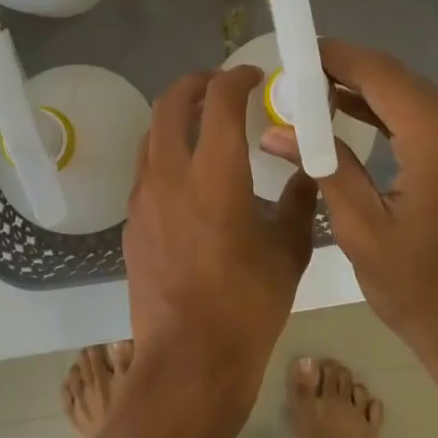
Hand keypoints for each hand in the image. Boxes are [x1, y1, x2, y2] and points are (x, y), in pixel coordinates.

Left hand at [125, 66, 317, 402]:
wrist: (189, 360)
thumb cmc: (248, 305)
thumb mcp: (288, 250)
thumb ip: (299, 200)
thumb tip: (305, 171)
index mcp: (215, 174)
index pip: (219, 100)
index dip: (238, 78)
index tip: (255, 77)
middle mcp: (170, 174)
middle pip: (169, 104)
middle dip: (196, 84)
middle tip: (221, 86)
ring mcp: (143, 199)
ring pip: (151, 135)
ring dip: (175, 118)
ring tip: (203, 126)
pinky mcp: (132, 223)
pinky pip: (146, 171)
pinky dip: (166, 154)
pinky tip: (189, 178)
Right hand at [263, 41, 437, 437]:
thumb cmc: (419, 292)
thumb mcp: (361, 229)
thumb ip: (324, 166)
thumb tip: (277, 130)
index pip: (383, 75)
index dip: (339, 57)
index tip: (300, 50)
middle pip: (405, 85)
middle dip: (352, 76)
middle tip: (300, 79)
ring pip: (423, 103)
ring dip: (376, 98)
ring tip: (321, 96)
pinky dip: (403, 121)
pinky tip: (364, 122)